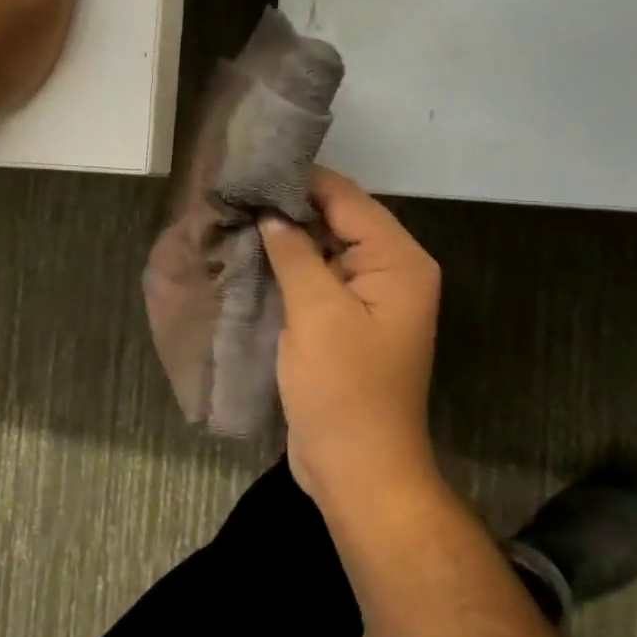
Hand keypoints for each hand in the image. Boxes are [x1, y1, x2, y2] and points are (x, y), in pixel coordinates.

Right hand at [260, 167, 442, 508]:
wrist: (357, 471)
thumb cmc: (343, 390)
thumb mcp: (316, 313)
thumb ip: (295, 252)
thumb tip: (271, 211)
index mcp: (399, 261)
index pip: (348, 199)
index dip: (301, 180)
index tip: (252, 165)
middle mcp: (392, 271)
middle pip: (339, 219)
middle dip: (291, 205)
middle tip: (237, 188)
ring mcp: (370, 297)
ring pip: (326, 248)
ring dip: (288, 235)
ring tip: (238, 212)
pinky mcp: (347, 320)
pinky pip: (319, 277)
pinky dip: (291, 265)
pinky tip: (253, 252)